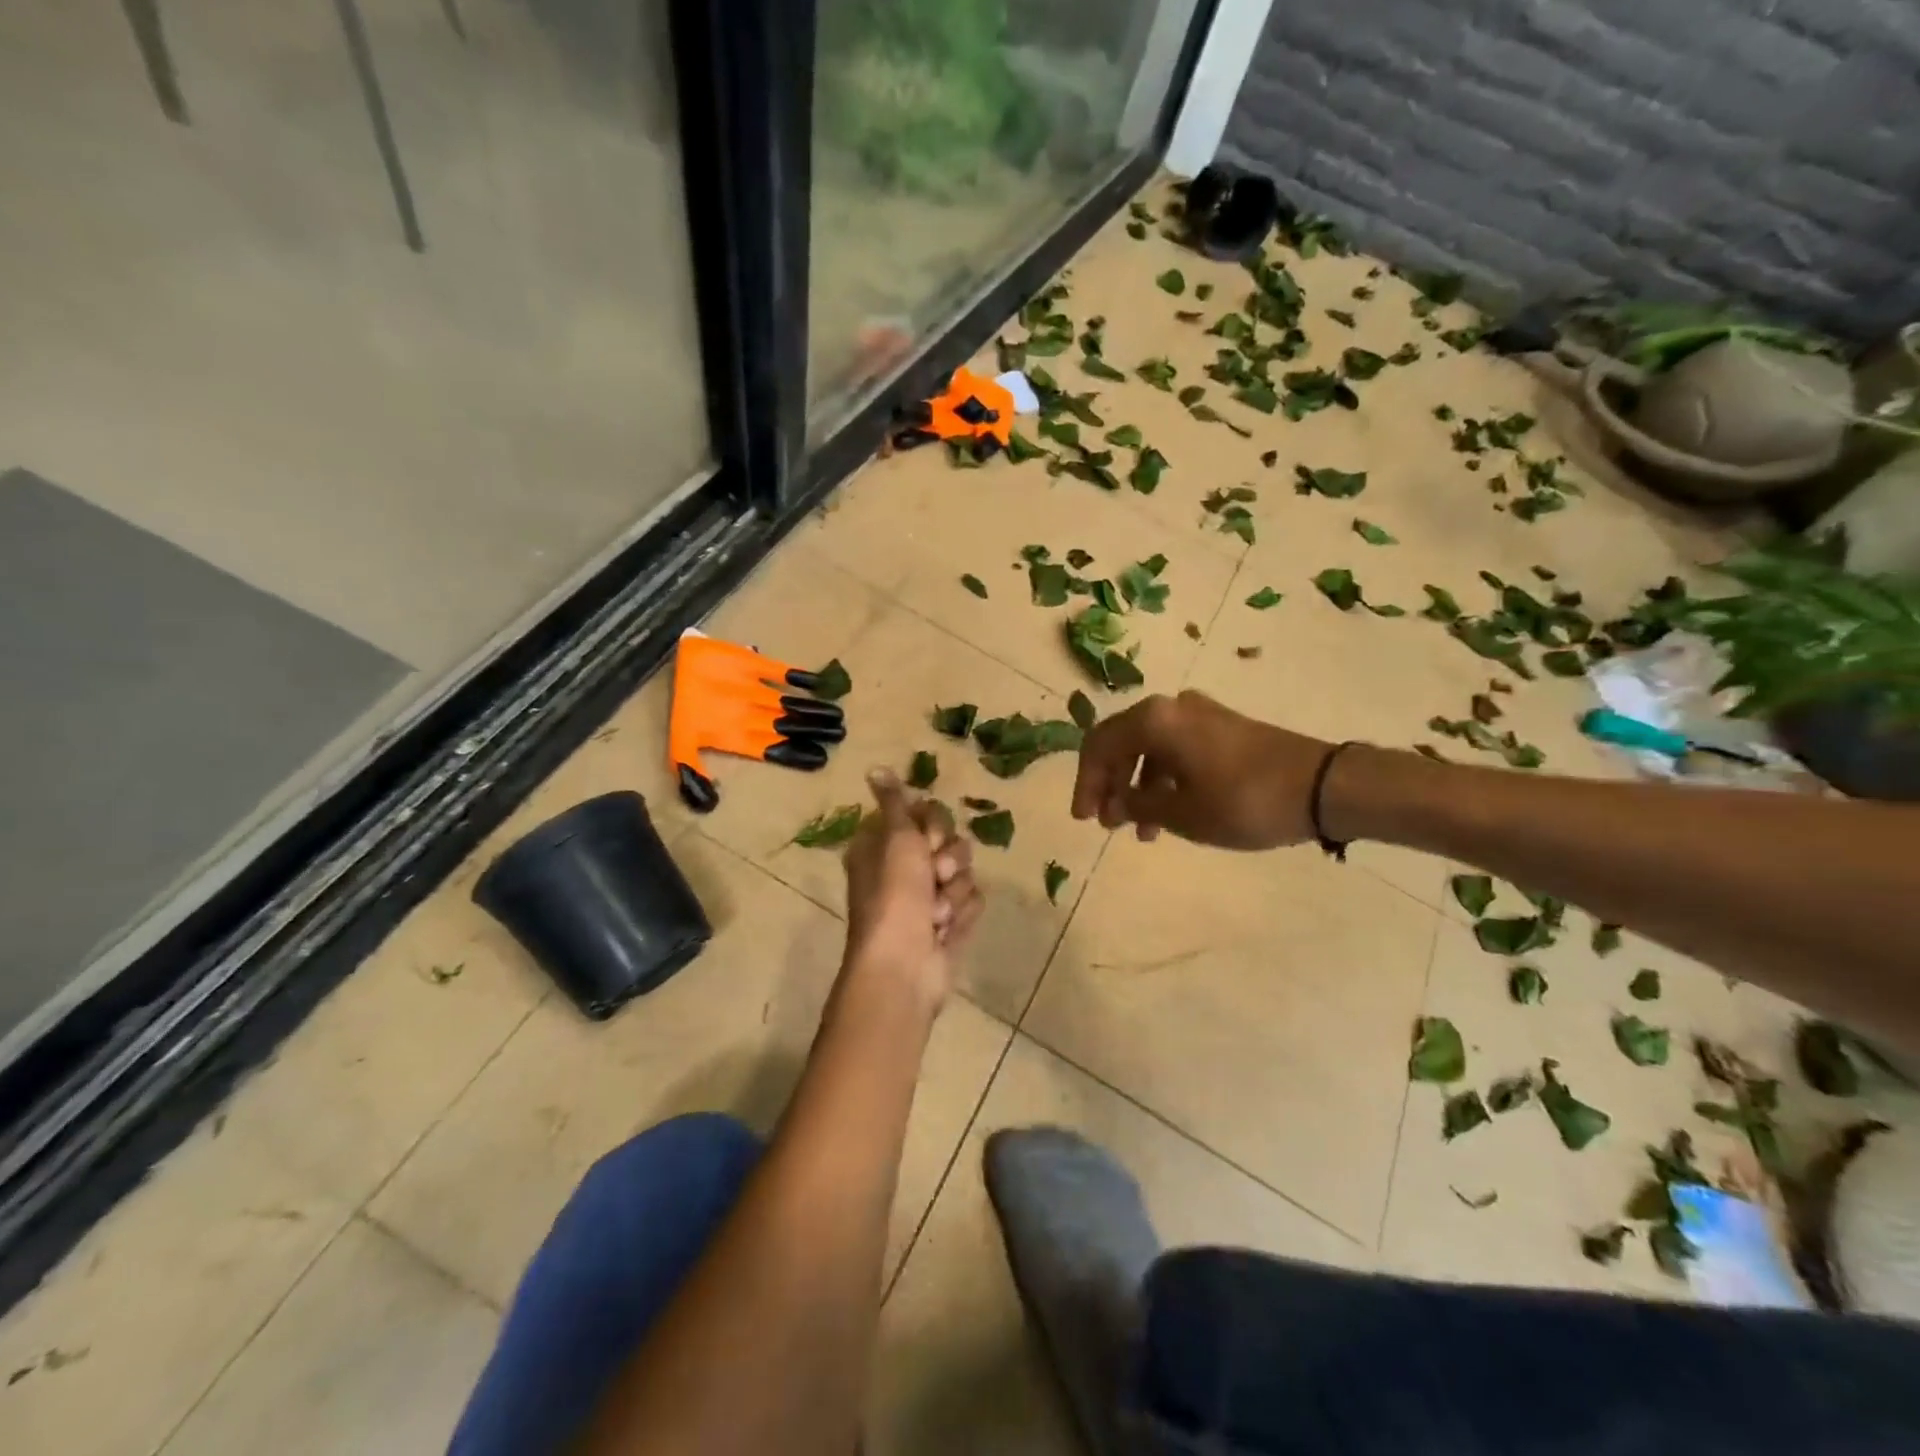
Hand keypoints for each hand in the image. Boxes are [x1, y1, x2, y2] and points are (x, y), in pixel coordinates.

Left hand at [840, 769, 983, 1014]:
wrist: (904, 965)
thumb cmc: (894, 896)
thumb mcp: (895, 838)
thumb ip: (894, 801)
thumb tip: (875, 767)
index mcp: (884, 845)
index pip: (924, 814)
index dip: (933, 825)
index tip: (927, 838)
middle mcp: (905, 868)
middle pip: (950, 840)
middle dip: (950, 859)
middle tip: (936, 874)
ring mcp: (928, 897)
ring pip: (965, 871)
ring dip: (954, 891)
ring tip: (937, 913)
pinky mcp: (949, 922)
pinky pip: (973, 900)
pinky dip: (962, 914)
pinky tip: (945, 931)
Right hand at [1071, 690, 1334, 848]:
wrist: (1322, 786)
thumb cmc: (1243, 800)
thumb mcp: (1182, 813)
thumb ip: (1136, 805)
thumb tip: (1112, 803)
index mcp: (1154, 720)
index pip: (1099, 745)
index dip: (1086, 783)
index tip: (1085, 819)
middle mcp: (1172, 707)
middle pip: (1122, 743)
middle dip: (1110, 784)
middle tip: (1108, 823)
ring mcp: (1200, 714)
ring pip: (1150, 749)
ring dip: (1138, 787)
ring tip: (1141, 831)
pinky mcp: (1223, 727)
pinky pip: (1177, 750)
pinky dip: (1164, 780)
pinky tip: (1170, 814)